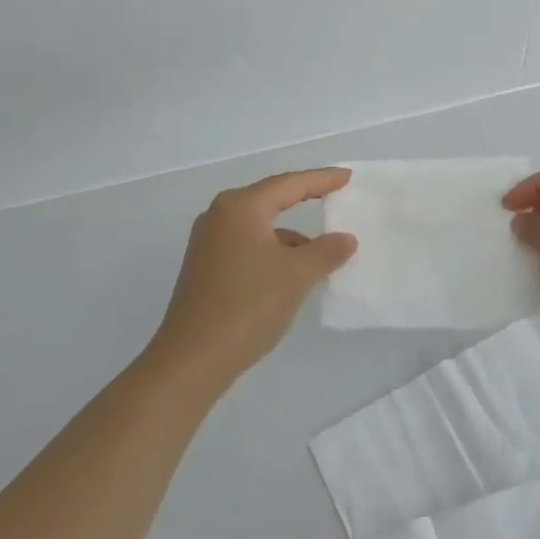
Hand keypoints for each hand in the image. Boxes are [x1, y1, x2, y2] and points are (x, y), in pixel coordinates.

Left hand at [149, 169, 357, 388]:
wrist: (192, 361)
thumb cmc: (247, 306)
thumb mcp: (297, 275)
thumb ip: (326, 251)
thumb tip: (346, 239)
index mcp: (241, 207)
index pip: (290, 184)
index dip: (322, 179)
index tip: (347, 177)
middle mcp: (221, 216)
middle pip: (272, 199)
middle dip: (305, 199)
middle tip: (336, 195)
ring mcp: (210, 243)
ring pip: (261, 226)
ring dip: (292, 234)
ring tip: (324, 249)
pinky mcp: (207, 268)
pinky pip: (250, 245)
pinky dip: (274, 252)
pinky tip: (293, 273)